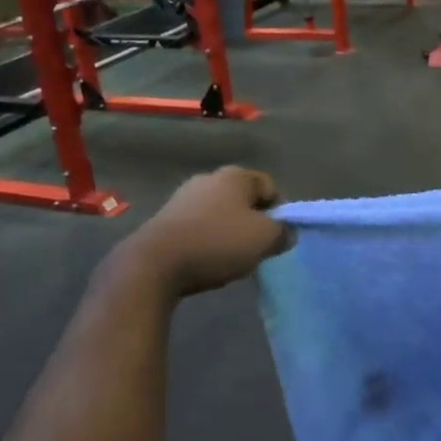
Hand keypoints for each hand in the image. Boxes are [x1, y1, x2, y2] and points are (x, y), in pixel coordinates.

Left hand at [124, 167, 289, 296]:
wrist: (154, 264)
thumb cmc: (217, 243)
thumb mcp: (264, 240)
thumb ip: (282, 233)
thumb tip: (286, 233)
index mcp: (235, 176)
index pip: (270, 187)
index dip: (281, 211)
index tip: (279, 236)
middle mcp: (209, 178)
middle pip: (243, 198)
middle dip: (254, 221)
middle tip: (257, 247)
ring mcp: (183, 196)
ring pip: (220, 212)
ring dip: (229, 231)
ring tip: (231, 257)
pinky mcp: (165, 217)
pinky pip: (198, 225)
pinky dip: (207, 238)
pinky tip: (206, 258)